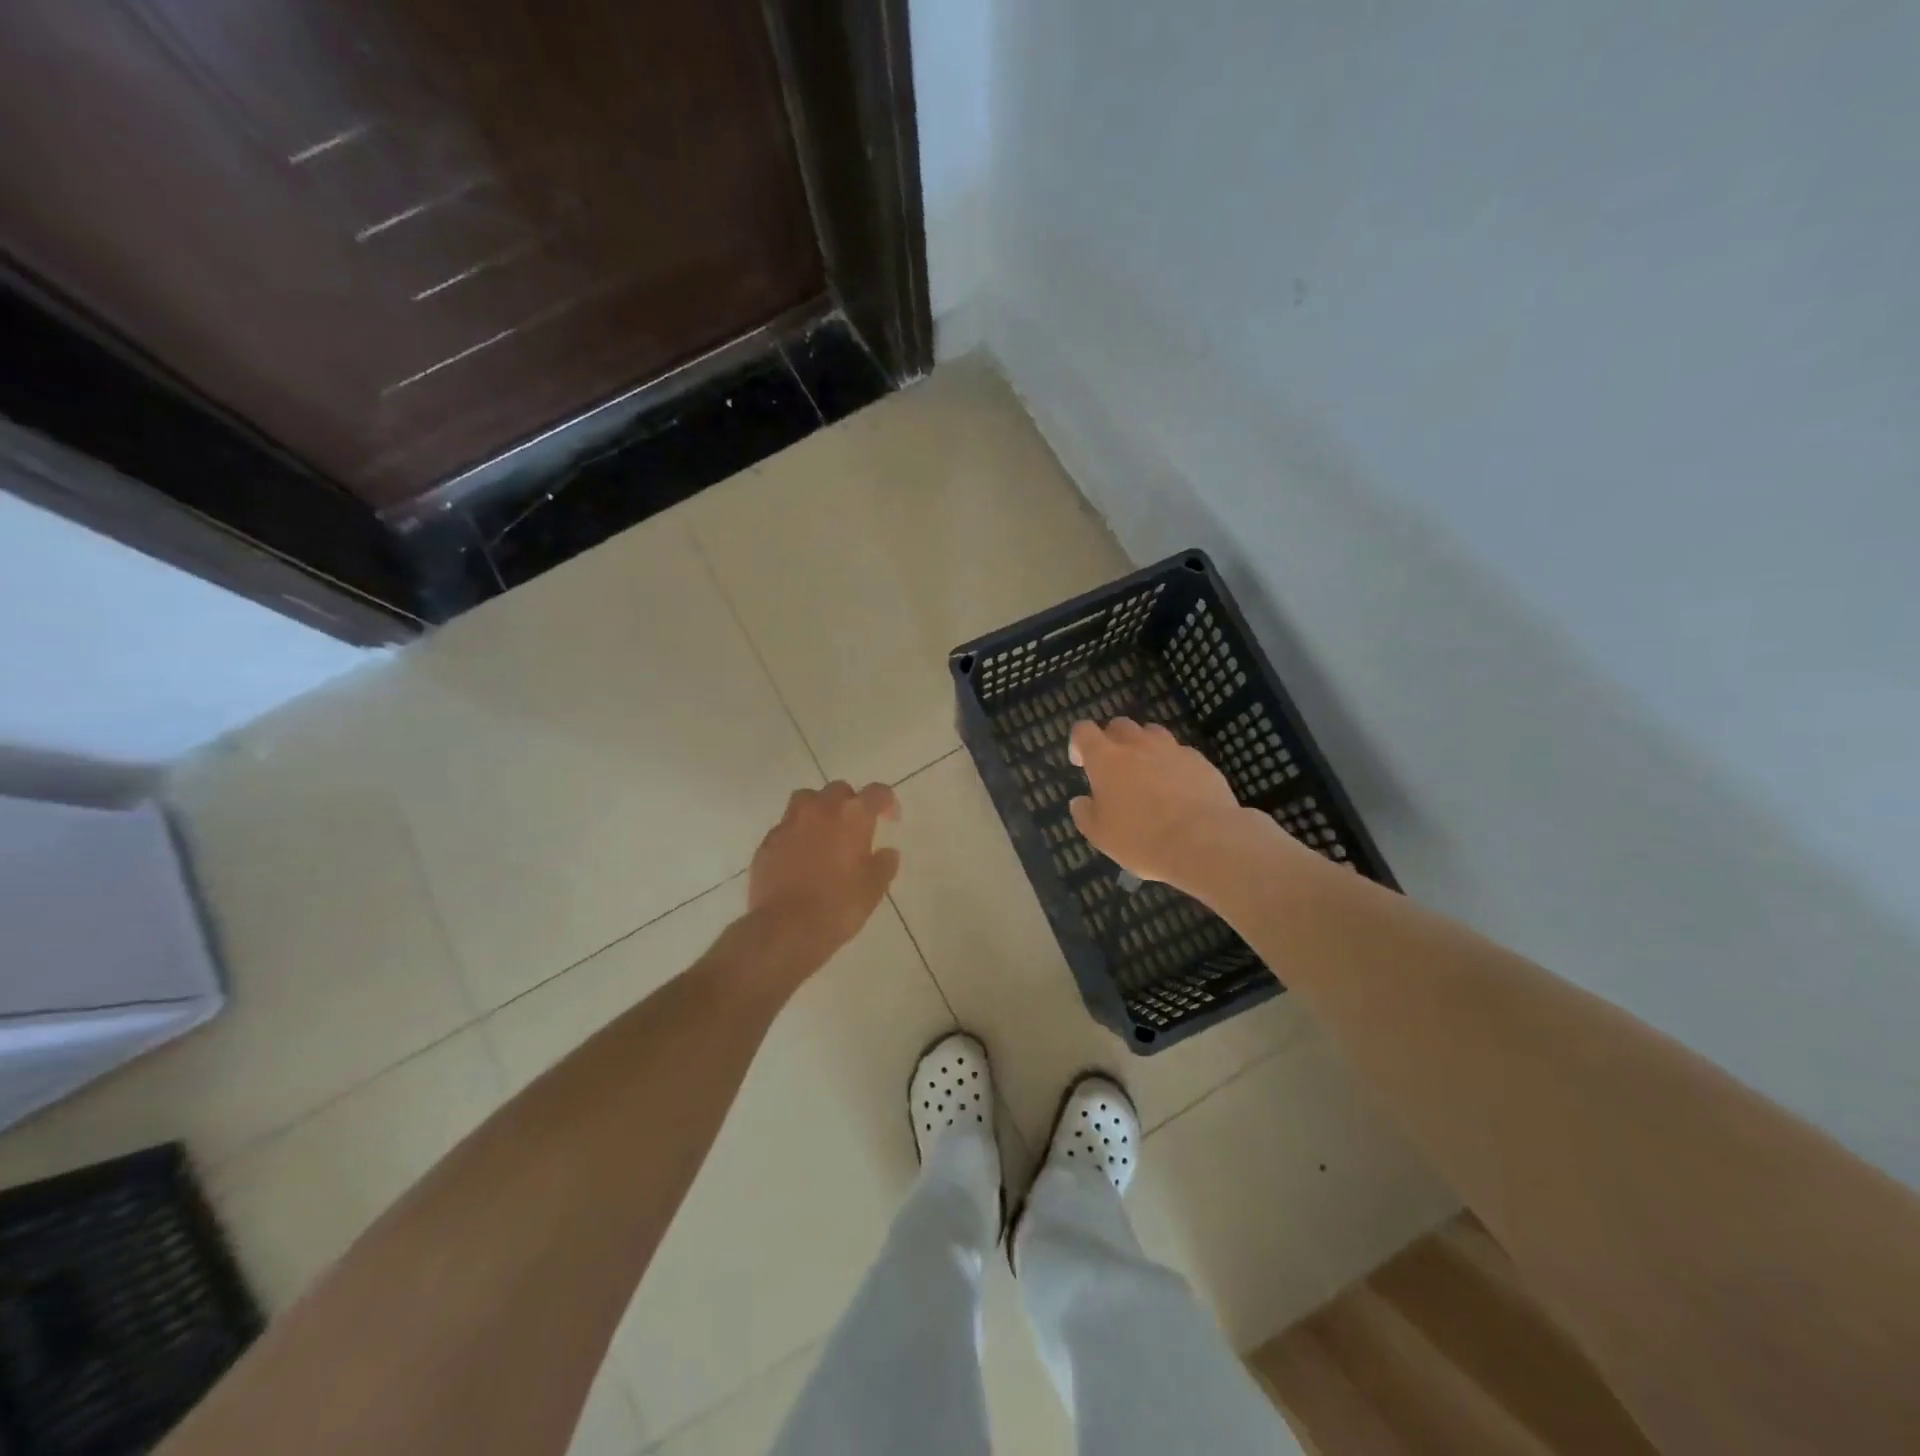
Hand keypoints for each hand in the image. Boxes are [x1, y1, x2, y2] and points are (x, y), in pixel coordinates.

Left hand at [748, 781, 900, 971]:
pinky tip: (800, 857)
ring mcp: (789, 824)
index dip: (887, 802)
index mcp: (852, 815)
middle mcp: (819, 809)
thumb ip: (884, 864)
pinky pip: (786, 827)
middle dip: (850, 802)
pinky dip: (797, 834)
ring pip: (805, 800)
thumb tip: (887, 852)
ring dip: (819, 809)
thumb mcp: (874, 888)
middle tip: (855, 827)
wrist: (786, 928)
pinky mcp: (767, 842)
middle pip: (838, 789)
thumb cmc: (839, 906)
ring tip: (824, 833)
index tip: (890, 819)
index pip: (877, 792)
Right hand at [1068, 718, 1249, 891]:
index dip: (1078, 742)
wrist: (1204, 840)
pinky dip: (1172, 763)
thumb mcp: (1101, 835)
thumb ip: (1085, 814)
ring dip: (1144, 746)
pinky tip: (1177, 788)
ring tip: (1147, 773)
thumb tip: (1081, 801)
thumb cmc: (1142, 838)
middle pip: (1119, 725)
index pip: (1083, 731)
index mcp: (1106, 759)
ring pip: (1152, 732)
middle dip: (1112, 740)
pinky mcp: (1200, 760)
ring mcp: (1172, 749)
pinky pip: (1180, 753)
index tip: (1080, 764)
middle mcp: (1137, 745)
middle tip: (1114, 768)